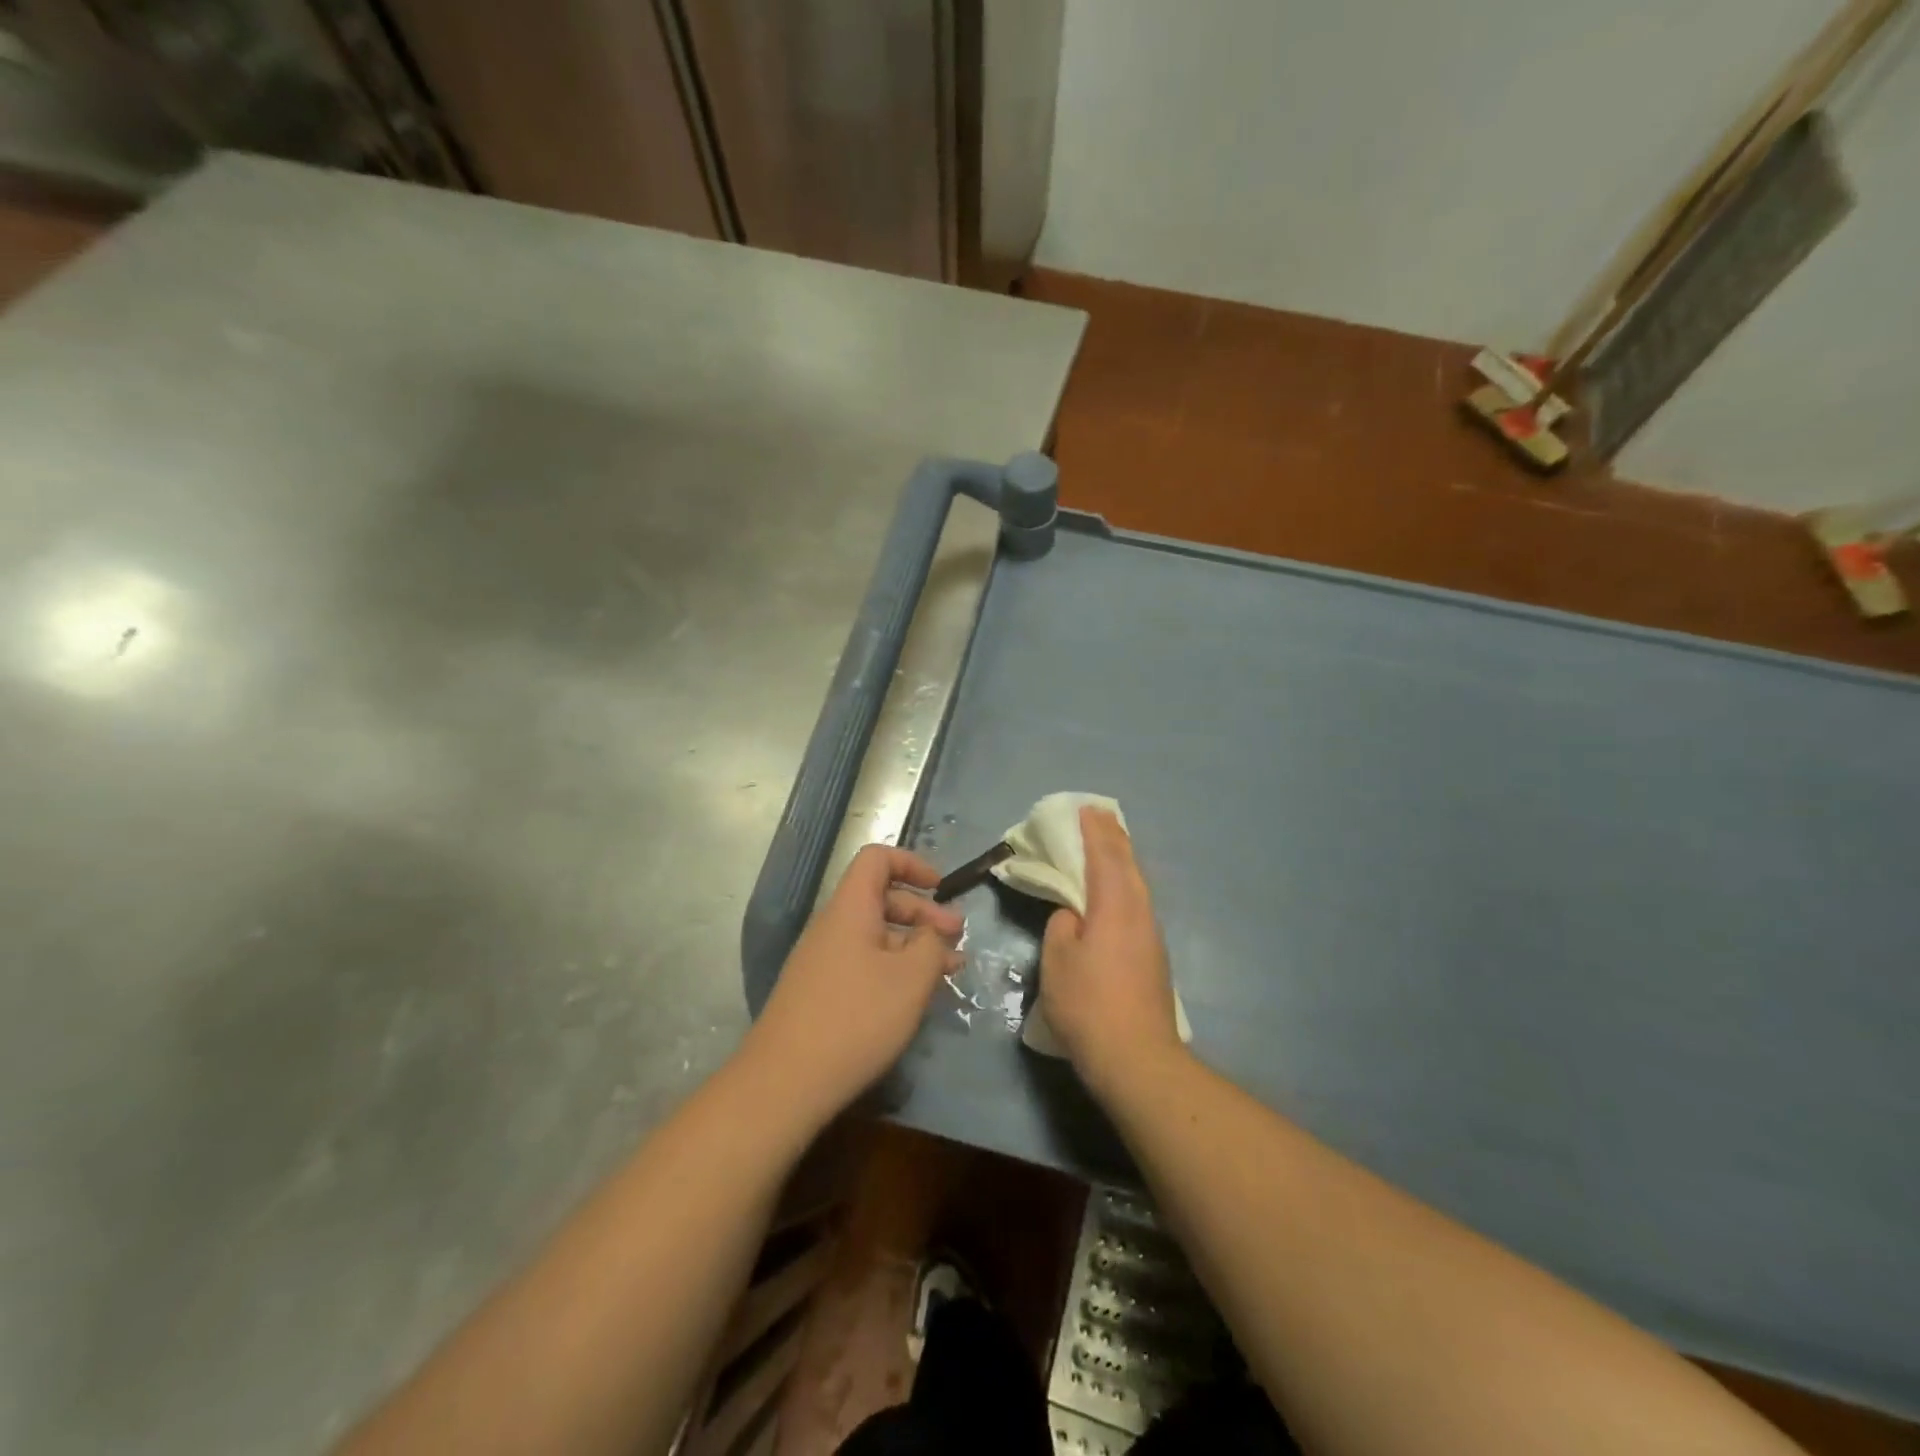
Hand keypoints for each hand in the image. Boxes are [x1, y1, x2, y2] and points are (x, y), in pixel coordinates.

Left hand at [745, 844, 963, 1127]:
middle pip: (881, 898)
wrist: (785, 1082)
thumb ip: (932, 945)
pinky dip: (894, 969)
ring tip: (950, 970)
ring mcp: (822, 961)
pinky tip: (915, 996)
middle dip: (923, 912)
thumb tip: (934, 932)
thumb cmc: (856, 1018)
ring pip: (876, 936)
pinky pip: (864, 963)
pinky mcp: (820, 992)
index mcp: (850, 909)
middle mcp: (833, 926)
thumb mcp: (911, 979)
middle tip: (958, 938)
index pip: (877, 859)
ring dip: (914, 945)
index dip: (912, 864)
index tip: (941, 889)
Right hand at [1040, 808, 1184, 1091]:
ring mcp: (1151, 935)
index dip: (1094, 831)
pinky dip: (1126, 884)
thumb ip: (1063, 926)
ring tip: (1110, 845)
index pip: (1104, 857)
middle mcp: (1139, 913)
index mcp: (1114, 906)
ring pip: (1137, 885)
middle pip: (1128, 865)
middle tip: (1101, 816)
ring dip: (1122, 860)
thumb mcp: (1058, 961)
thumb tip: (1075, 916)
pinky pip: (1138, 903)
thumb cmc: (1089, 1004)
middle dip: (1114, 838)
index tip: (1086, 809)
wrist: (1136, 1058)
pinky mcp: (1154, 956)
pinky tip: (1118, 891)